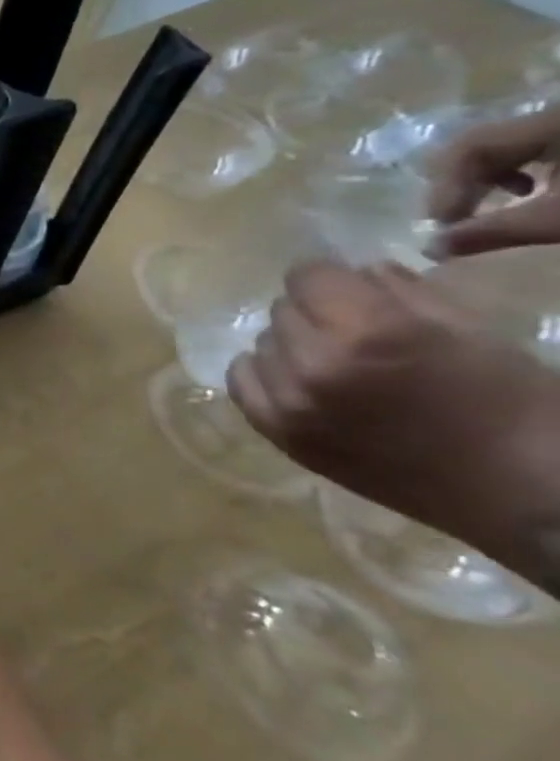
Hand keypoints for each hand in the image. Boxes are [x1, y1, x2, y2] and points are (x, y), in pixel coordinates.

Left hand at [227, 260, 559, 584]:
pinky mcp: (279, 433)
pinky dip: (264, 374)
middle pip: (282, 309)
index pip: (306, 275)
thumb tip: (351, 269)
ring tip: (333, 364)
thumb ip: (396, 289)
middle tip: (350, 332)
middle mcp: (314, 364)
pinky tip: (296, 380)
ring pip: (262, 343)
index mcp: (366, 331)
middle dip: (314, 313)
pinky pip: (241, 382)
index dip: (328, 277)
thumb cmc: (507, 403)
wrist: (520, 491)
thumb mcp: (466, 328)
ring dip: (290, 346)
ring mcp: (289, 402)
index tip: (345, 288)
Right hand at [426, 109, 559, 255]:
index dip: (448, 185)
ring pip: (497, 147)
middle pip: (478, 144)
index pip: (471, 146)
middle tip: (450, 218)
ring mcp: (556, 125)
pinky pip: (525, 148)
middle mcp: (548, 116)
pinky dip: (509, 173)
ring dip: (479, 180)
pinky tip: (522, 193)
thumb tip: (428, 250)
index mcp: (548, 123)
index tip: (442, 223)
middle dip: (457, 183)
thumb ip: (495, 231)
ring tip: (480, 209)